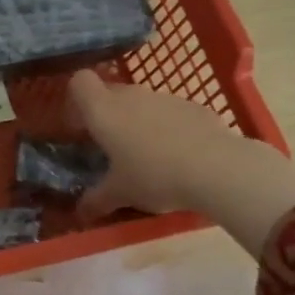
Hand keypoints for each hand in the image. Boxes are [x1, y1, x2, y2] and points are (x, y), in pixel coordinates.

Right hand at [68, 70, 294, 257]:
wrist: (218, 168)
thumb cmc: (154, 176)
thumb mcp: (120, 194)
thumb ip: (95, 200)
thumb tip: (79, 212)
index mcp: (104, 111)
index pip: (79, 82)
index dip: (76, 100)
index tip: (80, 126)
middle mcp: (131, 96)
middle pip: (110, 92)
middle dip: (106, 114)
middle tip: (110, 146)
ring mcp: (164, 97)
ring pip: (141, 102)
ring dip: (137, 120)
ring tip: (147, 155)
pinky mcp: (194, 106)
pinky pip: (169, 112)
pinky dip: (167, 127)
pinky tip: (179, 154)